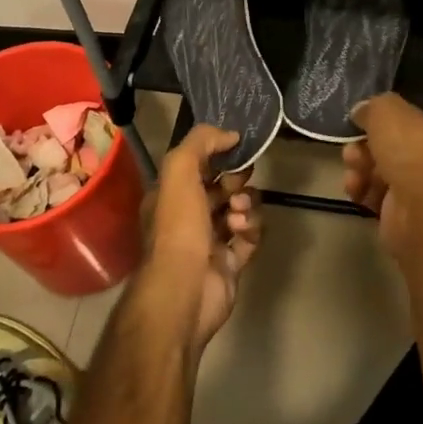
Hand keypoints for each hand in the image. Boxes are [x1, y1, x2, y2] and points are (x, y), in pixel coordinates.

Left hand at [146, 125, 262, 352]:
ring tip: (238, 213)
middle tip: (238, 185)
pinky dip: (251, 231)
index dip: (217, 155)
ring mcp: (210, 241)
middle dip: (236, 180)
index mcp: (171, 195)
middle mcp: (189, 216)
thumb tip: (230, 134)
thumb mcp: (179, 170)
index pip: (197, 166)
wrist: (185, 289)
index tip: (236, 149)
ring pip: (239, 210)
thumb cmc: (178, 226)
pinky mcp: (231, 263)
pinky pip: (250, 238)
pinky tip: (243, 231)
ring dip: (245, 205)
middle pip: (222, 187)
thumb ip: (201, 142)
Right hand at [345, 94, 422, 253]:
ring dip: (363, 168)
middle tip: (352, 148)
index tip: (368, 120)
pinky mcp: (414, 217)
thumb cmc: (416, 151)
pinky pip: (383, 198)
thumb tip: (362, 112)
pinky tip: (356, 189)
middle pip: (400, 146)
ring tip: (352, 169)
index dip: (394, 118)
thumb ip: (374, 107)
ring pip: (387, 172)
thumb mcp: (388, 110)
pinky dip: (366, 192)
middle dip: (369, 146)